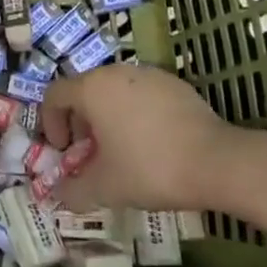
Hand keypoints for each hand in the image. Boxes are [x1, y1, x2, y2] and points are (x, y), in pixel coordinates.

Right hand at [40, 64, 239, 211]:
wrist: (217, 161)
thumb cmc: (150, 168)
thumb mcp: (106, 187)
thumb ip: (73, 190)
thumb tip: (57, 195)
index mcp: (92, 88)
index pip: (54, 95)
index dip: (50, 123)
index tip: (63, 152)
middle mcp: (116, 72)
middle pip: (84, 91)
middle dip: (80, 123)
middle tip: (90, 155)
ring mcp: (147, 74)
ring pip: (114, 91)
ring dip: (107, 117)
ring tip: (121, 151)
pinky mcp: (173, 83)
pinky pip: (141, 94)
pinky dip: (135, 113)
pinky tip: (151, 143)